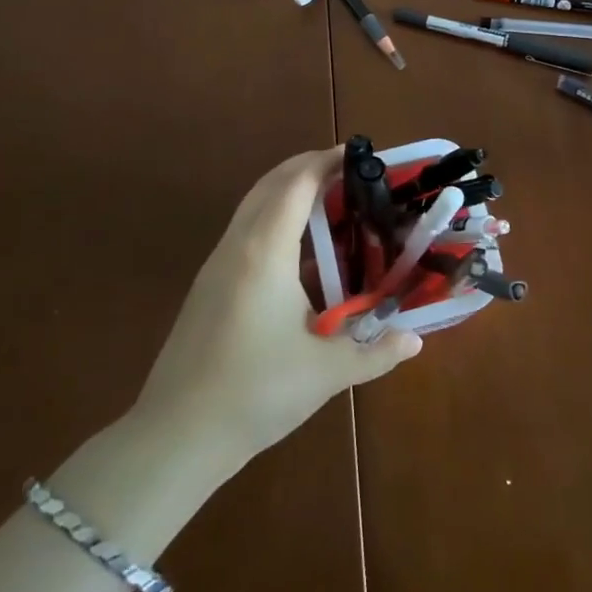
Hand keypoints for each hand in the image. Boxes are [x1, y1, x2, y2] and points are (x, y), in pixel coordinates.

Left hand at [132, 148, 423, 470]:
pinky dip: (273, 218)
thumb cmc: (255, 393)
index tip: (358, 154)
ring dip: (287, 191)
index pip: (296, 184)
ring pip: (253, 206)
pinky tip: (298, 251)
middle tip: (349, 170)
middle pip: (271, 184)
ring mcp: (216, 265)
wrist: (175, 437)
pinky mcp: (207, 286)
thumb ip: (376, 353)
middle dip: (307, 167)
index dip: (326, 161)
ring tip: (329, 201)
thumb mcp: (326, 374)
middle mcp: (237, 245)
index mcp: (265, 252)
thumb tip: (416, 340)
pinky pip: (244, 231)